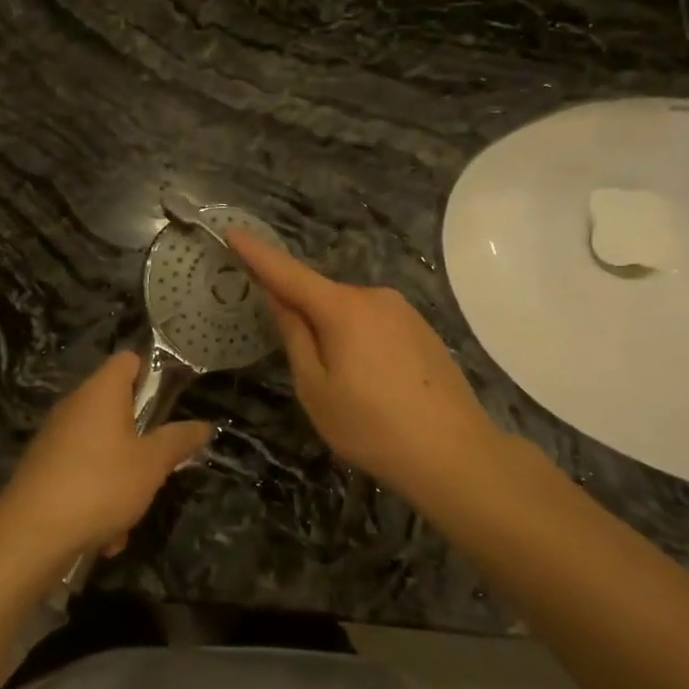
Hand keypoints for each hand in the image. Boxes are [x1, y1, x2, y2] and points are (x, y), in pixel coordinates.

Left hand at [0, 351, 211, 573]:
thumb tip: (203, 425)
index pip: (128, 360)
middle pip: (117, 410)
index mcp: (100, 392)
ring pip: (102, 451)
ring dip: (121, 483)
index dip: (151, 374)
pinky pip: (81, 476)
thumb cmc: (99, 485)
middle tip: (156, 469)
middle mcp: (74, 407)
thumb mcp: (152, 464)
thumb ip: (178, 441)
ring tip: (127, 520)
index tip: (169, 405)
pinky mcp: (42, 470)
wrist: (29, 535)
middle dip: (141, 443)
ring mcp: (54, 438)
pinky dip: (96, 501)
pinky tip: (103, 536)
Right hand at [229, 231, 505, 505]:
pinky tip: (372, 384)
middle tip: (303, 369)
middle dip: (302, 316)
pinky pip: (374, 325)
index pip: (288, 273)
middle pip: (321, 297)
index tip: (231, 232)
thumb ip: (294, 335)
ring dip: (334, 334)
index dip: (257, 254)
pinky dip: (360, 342)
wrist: (456, 455)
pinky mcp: (422, 329)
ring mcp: (403, 311)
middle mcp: (374, 297)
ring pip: (349, 313)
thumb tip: (278, 297)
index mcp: (343, 308)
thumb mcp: (315, 388)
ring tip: (344, 389)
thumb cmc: (372, 426)